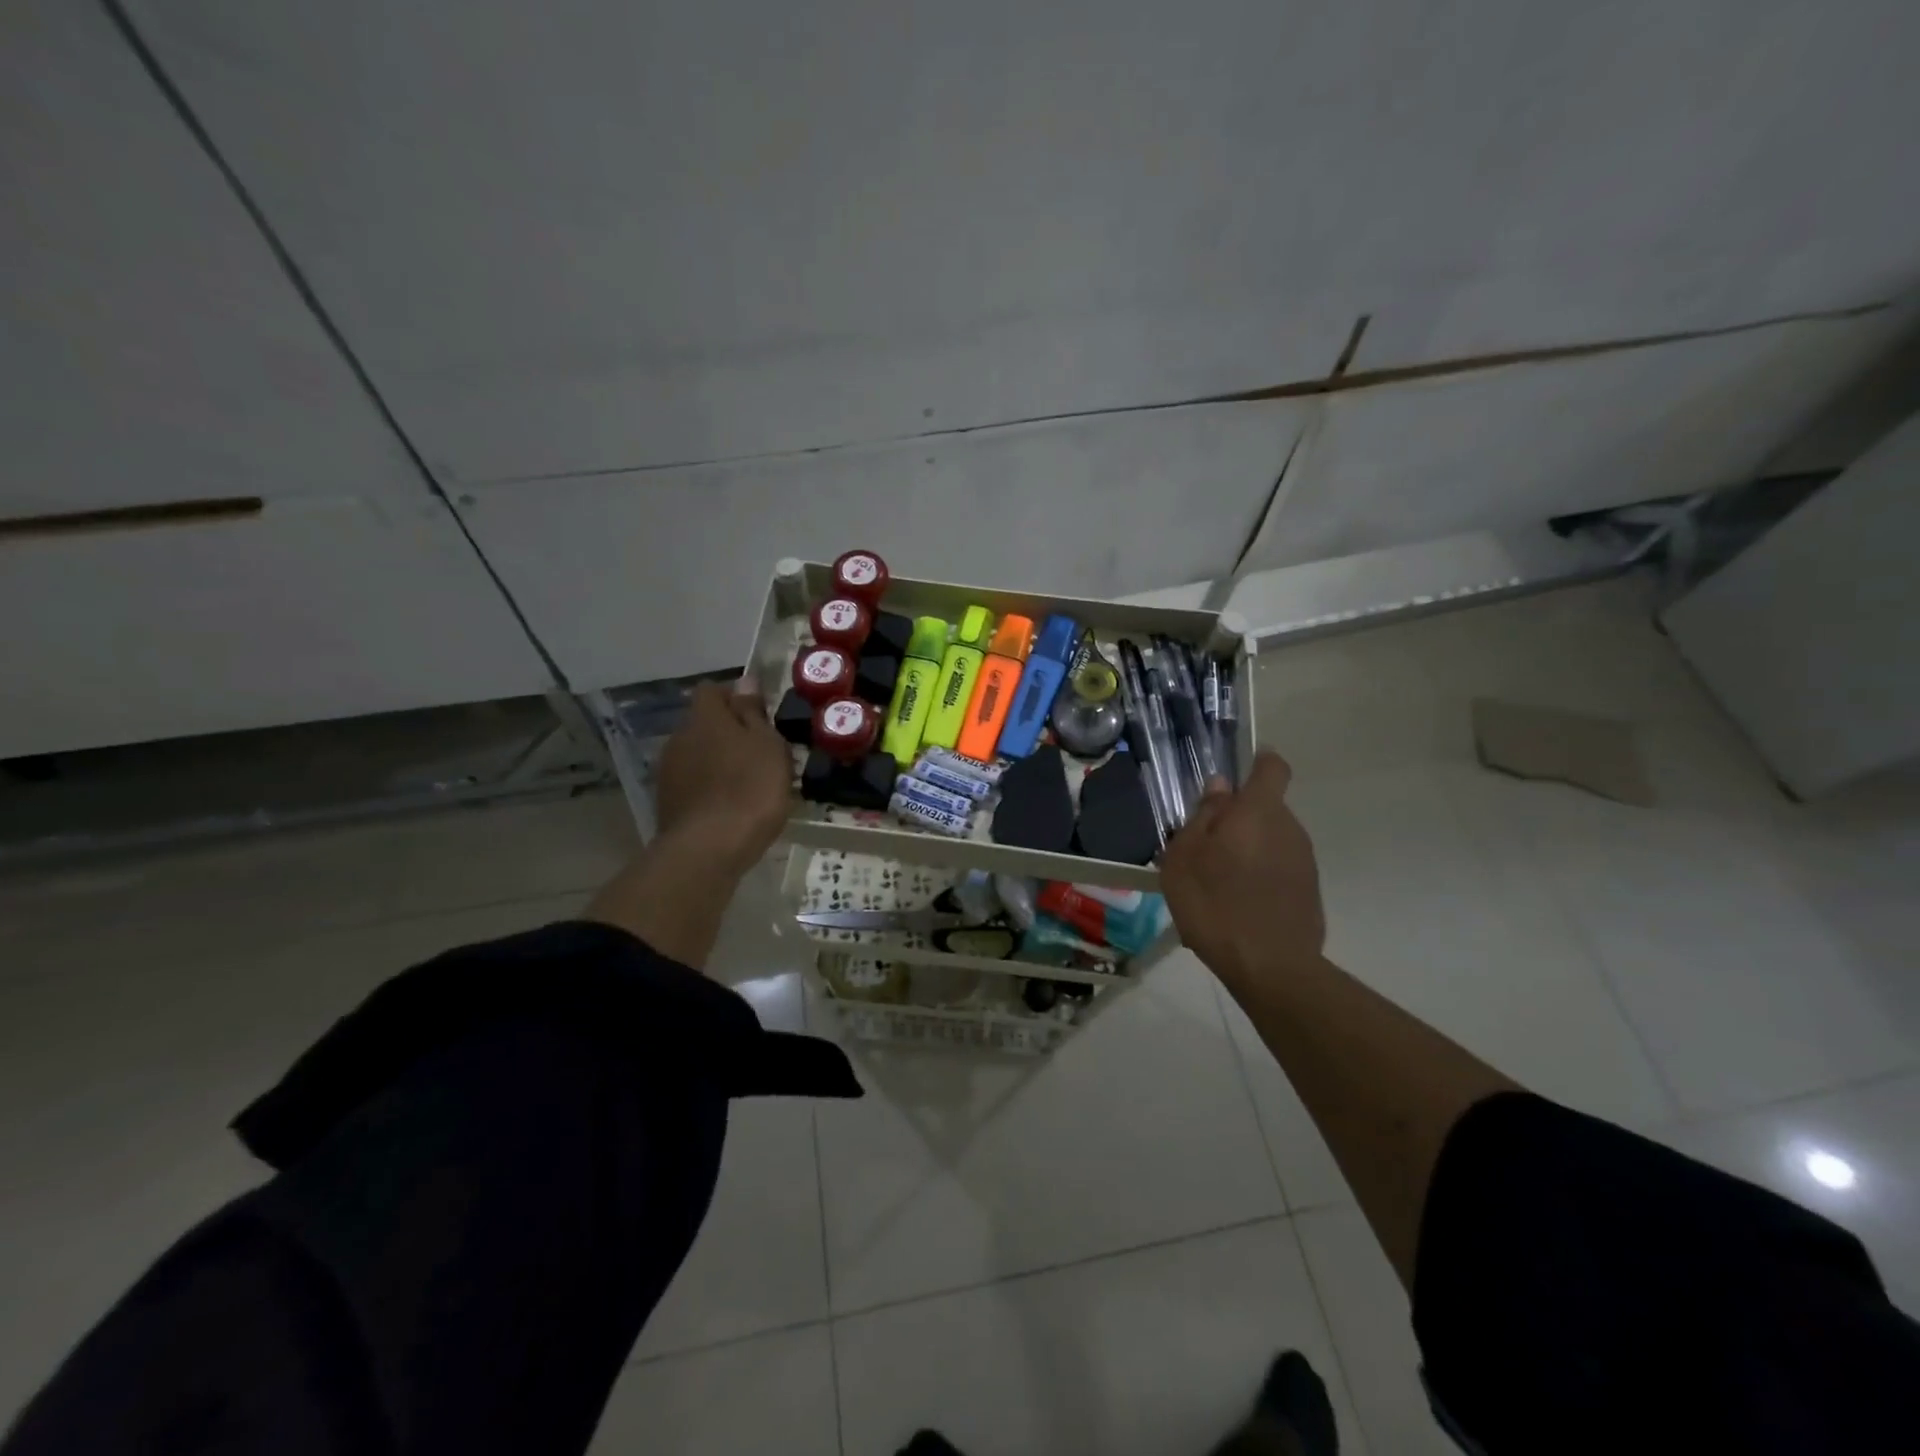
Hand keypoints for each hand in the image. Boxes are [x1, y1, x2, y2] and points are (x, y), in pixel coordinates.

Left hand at [652, 681, 792, 874]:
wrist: (708, 849)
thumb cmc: (749, 789)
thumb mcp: (767, 745)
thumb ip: (753, 712)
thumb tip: (744, 681)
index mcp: (704, 717)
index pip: (712, 690)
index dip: (735, 697)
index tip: (760, 715)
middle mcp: (679, 737)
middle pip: (703, 723)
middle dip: (727, 732)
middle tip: (760, 752)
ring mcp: (668, 772)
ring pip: (697, 754)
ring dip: (718, 761)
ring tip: (747, 782)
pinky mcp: (667, 802)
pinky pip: (692, 783)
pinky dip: (709, 788)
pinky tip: (730, 806)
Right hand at [1160, 750, 1325, 992]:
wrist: (1271, 968)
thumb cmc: (1215, 904)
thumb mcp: (1185, 857)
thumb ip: (1203, 817)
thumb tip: (1219, 787)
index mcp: (1258, 812)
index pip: (1272, 768)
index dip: (1258, 763)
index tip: (1238, 772)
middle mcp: (1289, 828)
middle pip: (1266, 807)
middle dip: (1239, 818)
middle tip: (1205, 845)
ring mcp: (1304, 861)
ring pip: (1272, 839)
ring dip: (1248, 848)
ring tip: (1217, 880)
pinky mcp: (1309, 891)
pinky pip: (1280, 867)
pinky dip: (1260, 875)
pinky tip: (1237, 904)